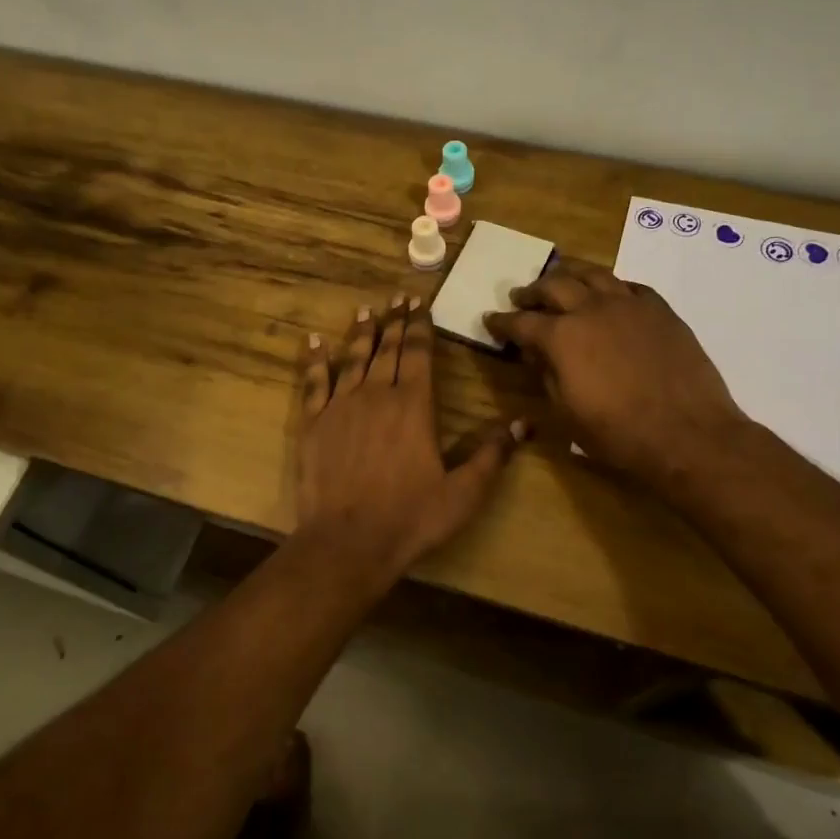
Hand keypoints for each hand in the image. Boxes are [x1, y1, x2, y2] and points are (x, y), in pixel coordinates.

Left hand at [297, 294, 526, 581]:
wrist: (348, 542)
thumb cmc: (411, 518)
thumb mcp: (463, 492)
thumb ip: (493, 454)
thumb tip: (526, 424)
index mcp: (414, 406)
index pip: (420, 354)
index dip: (421, 326)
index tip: (420, 303)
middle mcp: (377, 395)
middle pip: (388, 349)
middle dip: (395, 321)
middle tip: (397, 296)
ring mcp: (340, 407)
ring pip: (353, 359)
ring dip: (361, 333)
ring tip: (365, 310)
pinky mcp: (313, 424)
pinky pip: (313, 383)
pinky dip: (315, 360)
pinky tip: (314, 342)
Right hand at [485, 259, 748, 494]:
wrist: (687, 433)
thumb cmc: (619, 433)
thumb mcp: (568, 412)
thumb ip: (547, 376)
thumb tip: (537, 354)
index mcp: (562, 337)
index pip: (522, 322)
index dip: (502, 322)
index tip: (491, 320)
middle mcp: (591, 309)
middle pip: (554, 285)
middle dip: (533, 291)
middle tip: (522, 296)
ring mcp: (629, 304)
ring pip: (593, 274)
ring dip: (570, 274)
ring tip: (561, 278)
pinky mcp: (660, 309)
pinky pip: (629, 286)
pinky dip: (610, 286)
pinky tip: (609, 294)